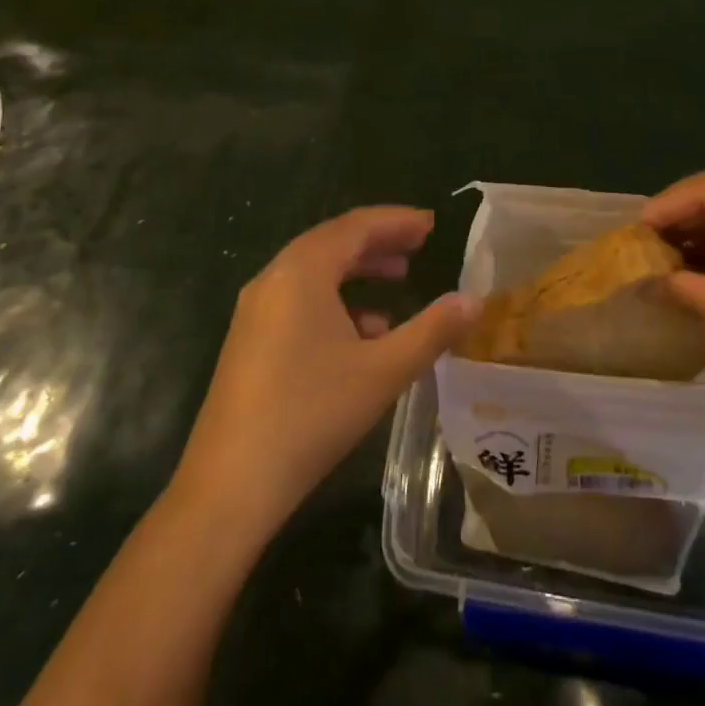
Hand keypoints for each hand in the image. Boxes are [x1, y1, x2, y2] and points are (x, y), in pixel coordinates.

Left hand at [172, 207, 476, 539]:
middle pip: (332, 242)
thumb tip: (474, 301)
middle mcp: (274, 278)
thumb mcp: (383, 371)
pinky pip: (299, 299)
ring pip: (315, 272)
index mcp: (302, 272)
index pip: (355, 226)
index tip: (431, 223)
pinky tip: (364, 332)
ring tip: (398, 279)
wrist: (231, 484)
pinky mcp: (250, 338)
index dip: (396, 221)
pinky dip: (335, 300)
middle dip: (378, 241)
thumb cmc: (312, 415)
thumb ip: (432, 330)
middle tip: (419, 245)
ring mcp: (256, 309)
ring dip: (357, 270)